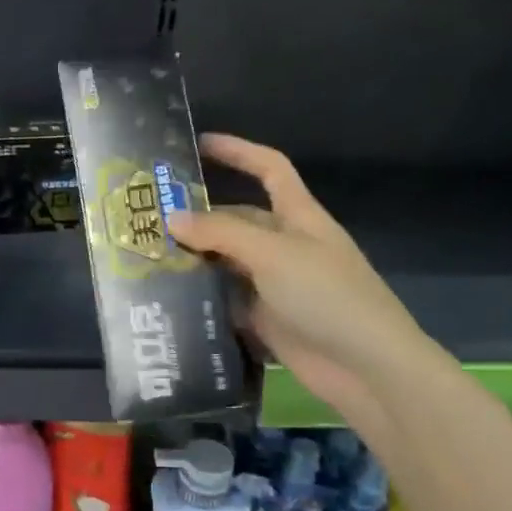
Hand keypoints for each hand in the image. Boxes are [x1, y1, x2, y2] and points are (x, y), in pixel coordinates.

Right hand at [166, 134, 432, 428]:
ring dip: (194, 260)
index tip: (198, 144)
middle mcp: (285, 245)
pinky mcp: (264, 319)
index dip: (238, 152)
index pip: (269, 169)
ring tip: (147, 257)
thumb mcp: (273, 254)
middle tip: (148, 220)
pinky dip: (201, 298)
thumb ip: (222, 233)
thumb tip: (172, 218)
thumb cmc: (327, 295)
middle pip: (237, 220)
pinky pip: (226, 300)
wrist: (364, 366)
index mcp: (298, 217)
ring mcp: (274, 284)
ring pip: (226, 262)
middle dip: (198, 217)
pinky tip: (167, 297)